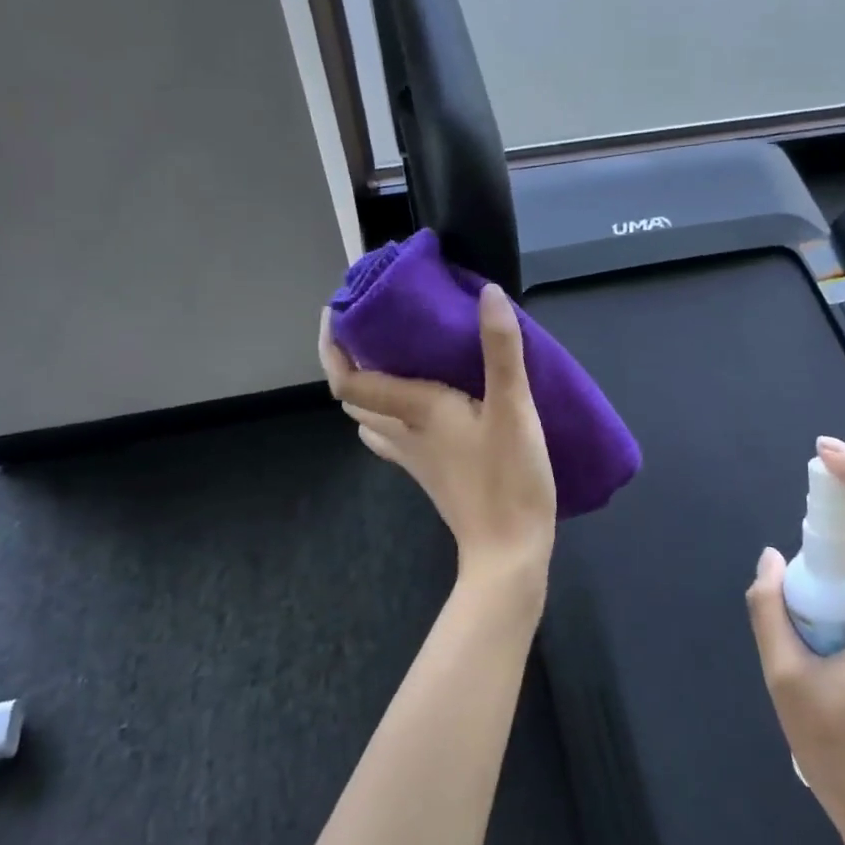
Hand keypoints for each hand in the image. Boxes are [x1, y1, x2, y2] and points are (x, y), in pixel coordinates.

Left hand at [318, 284, 556, 594]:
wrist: (507, 552)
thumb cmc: (508, 478)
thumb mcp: (513, 408)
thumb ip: (501, 349)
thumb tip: (488, 292)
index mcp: (415, 409)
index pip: (348, 380)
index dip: (331, 346)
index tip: (336, 311)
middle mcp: (403, 431)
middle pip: (353, 398)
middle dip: (349, 362)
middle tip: (371, 327)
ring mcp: (413, 457)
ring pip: (370, 419)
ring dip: (368, 388)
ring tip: (392, 358)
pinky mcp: (428, 473)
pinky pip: (392, 437)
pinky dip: (390, 414)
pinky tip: (418, 405)